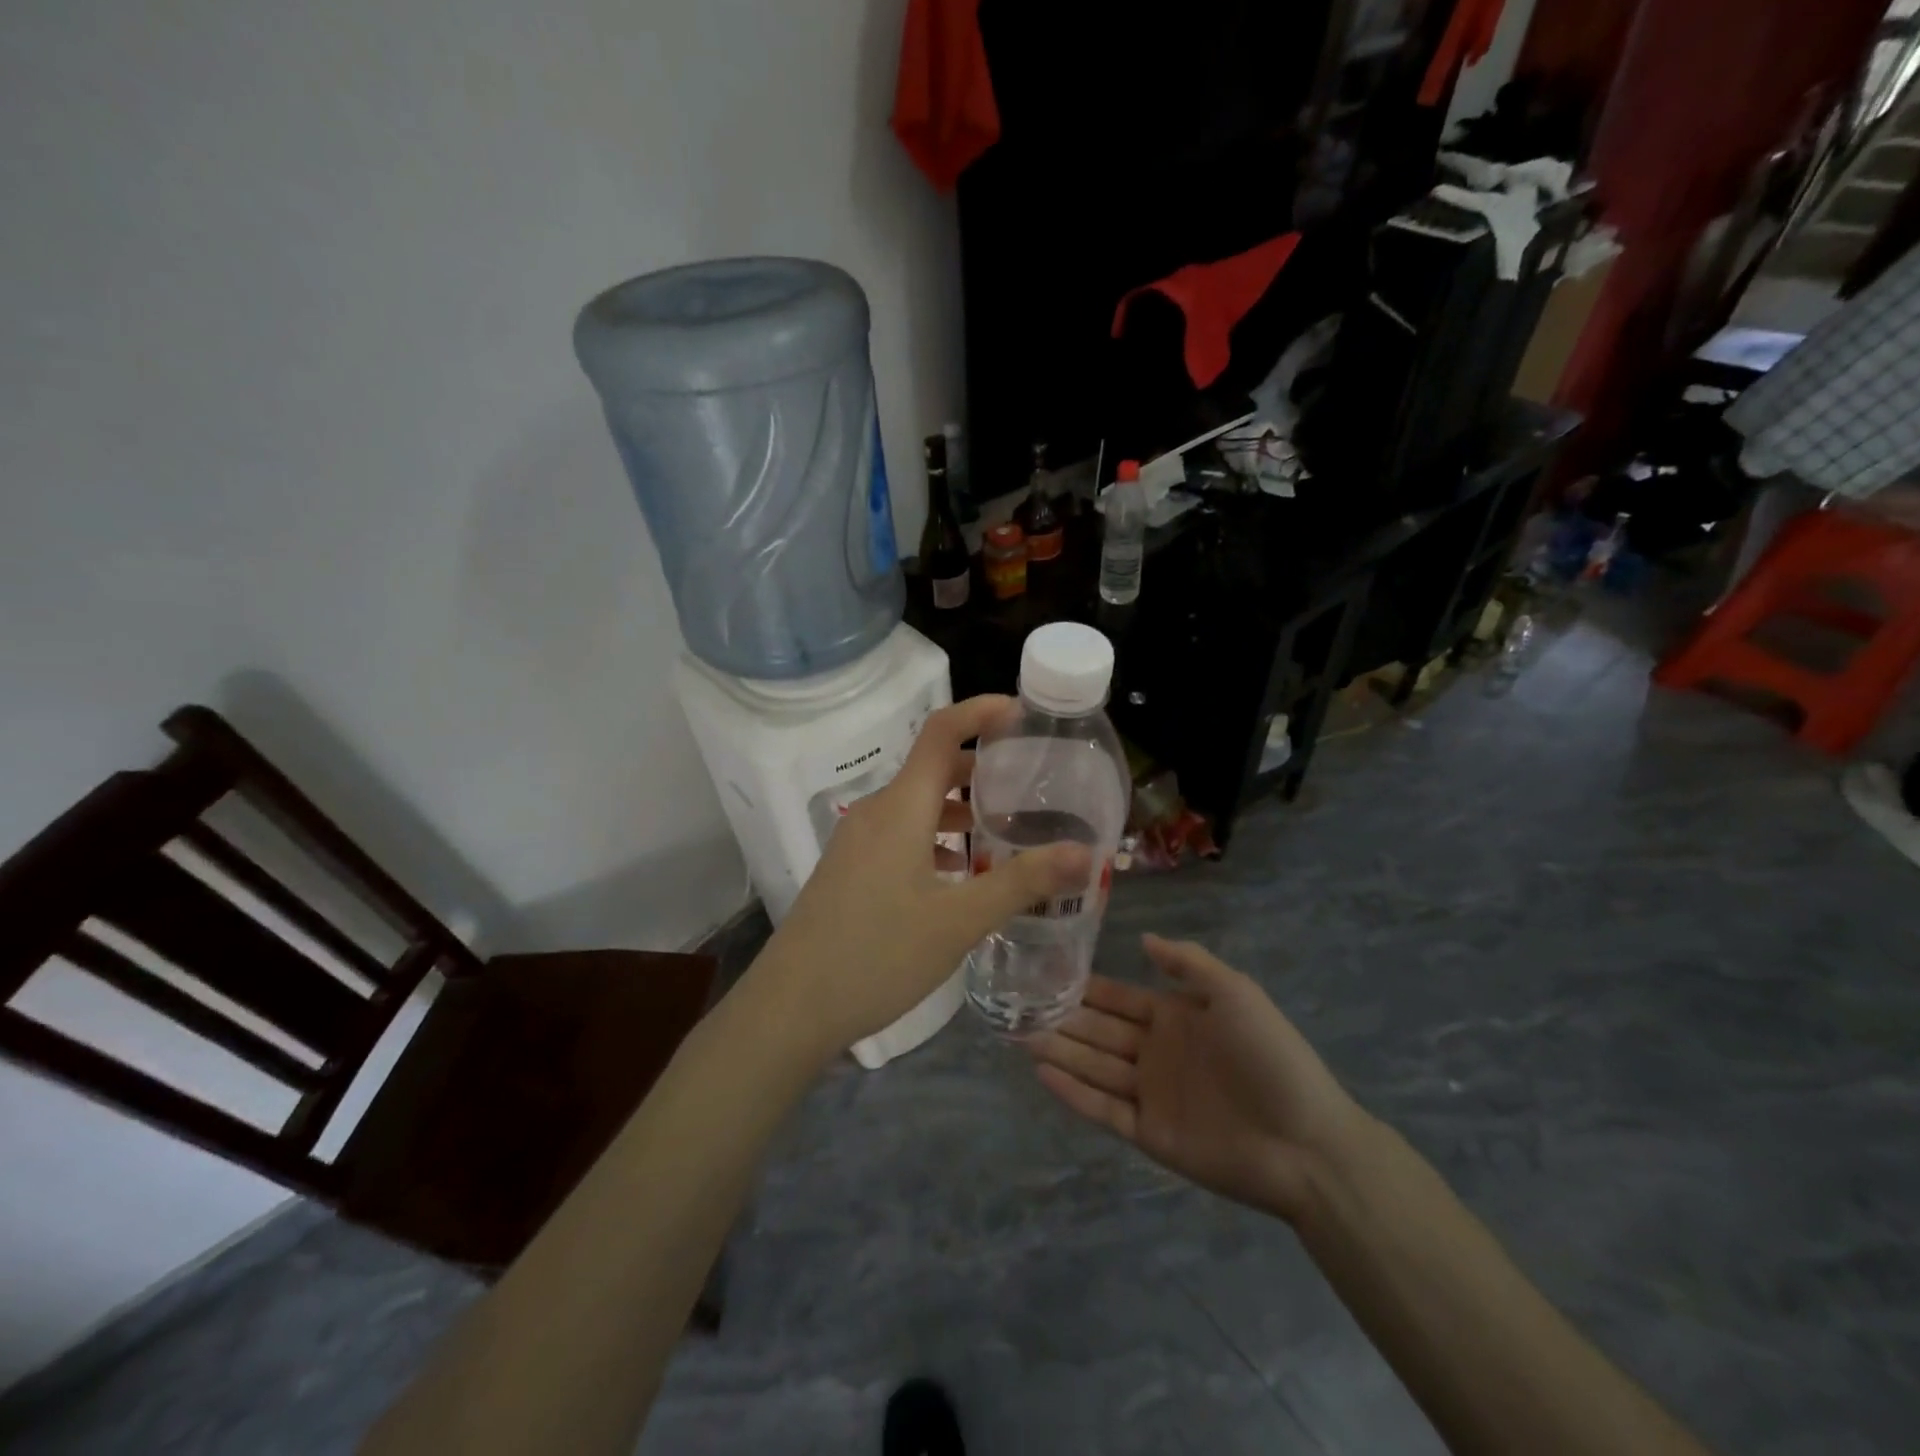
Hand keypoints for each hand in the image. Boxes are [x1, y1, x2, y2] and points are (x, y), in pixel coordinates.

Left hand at [748, 696, 1091, 1061]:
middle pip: (932, 768)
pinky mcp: (849, 869)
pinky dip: (934, 839)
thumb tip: (1084, 853)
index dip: (981, 712)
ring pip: (916, 806)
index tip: (1023, 714)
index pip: (940, 732)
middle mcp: (875, 812)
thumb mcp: (959, 921)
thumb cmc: (877, 954)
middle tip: (1030, 783)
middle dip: (981, 769)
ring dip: (958, 810)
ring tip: (1004, 833)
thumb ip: (1022, 883)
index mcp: (900, 808)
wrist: (791, 1006)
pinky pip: (899, 835)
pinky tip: (958, 875)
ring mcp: (856, 841)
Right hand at [1029, 935, 1366, 1221]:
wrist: (1306, 1143)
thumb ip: (1188, 964)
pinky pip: (1103, 1110)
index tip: (1045, 972)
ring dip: (1058, 1050)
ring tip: (1016, 1034)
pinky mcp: (1149, 1134)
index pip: (1118, 998)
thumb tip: (1141, 938)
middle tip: (1016, 1005)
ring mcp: (1150, 1094)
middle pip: (1098, 1031)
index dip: (1085, 987)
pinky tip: (1042, 1072)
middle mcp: (1155, 1052)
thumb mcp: (1235, 993)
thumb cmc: (1270, 1057)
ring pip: (1093, 1067)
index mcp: (1174, 1018)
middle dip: (1060, 1018)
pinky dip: (1073, 1093)